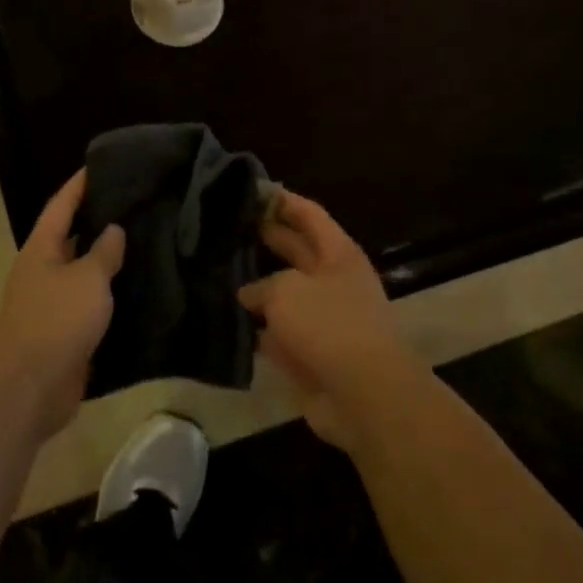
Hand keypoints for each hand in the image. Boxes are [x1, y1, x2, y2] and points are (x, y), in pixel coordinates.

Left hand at [0, 171, 125, 440]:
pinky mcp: (64, 332)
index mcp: (41, 249)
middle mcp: (42, 271)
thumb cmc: (57, 321)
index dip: (79, 185)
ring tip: (144, 243)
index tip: (99, 165)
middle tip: (135, 205)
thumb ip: (104, 252)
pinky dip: (109, 296)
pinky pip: (90, 305)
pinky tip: (137, 291)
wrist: (30, 386)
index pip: (61, 206)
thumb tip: (113, 229)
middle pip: (71, 237)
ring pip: (83, 273)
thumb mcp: (87, 279)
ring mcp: (51, 303)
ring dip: (107, 261)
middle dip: (98, 221)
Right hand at [239, 190, 414, 448]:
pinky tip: (226, 321)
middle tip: (228, 225)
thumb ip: (262, 285)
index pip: (308, 214)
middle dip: (266, 237)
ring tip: (218, 271)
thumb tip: (248, 295)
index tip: (251, 188)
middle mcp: (332, 281)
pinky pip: (278, 334)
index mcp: (337, 254)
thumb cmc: (329, 326)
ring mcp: (322, 319)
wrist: (364, 394)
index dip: (282, 200)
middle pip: (296, 250)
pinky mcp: (310, 353)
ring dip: (256, 287)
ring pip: (283, 294)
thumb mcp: (287, 290)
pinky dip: (257, 329)